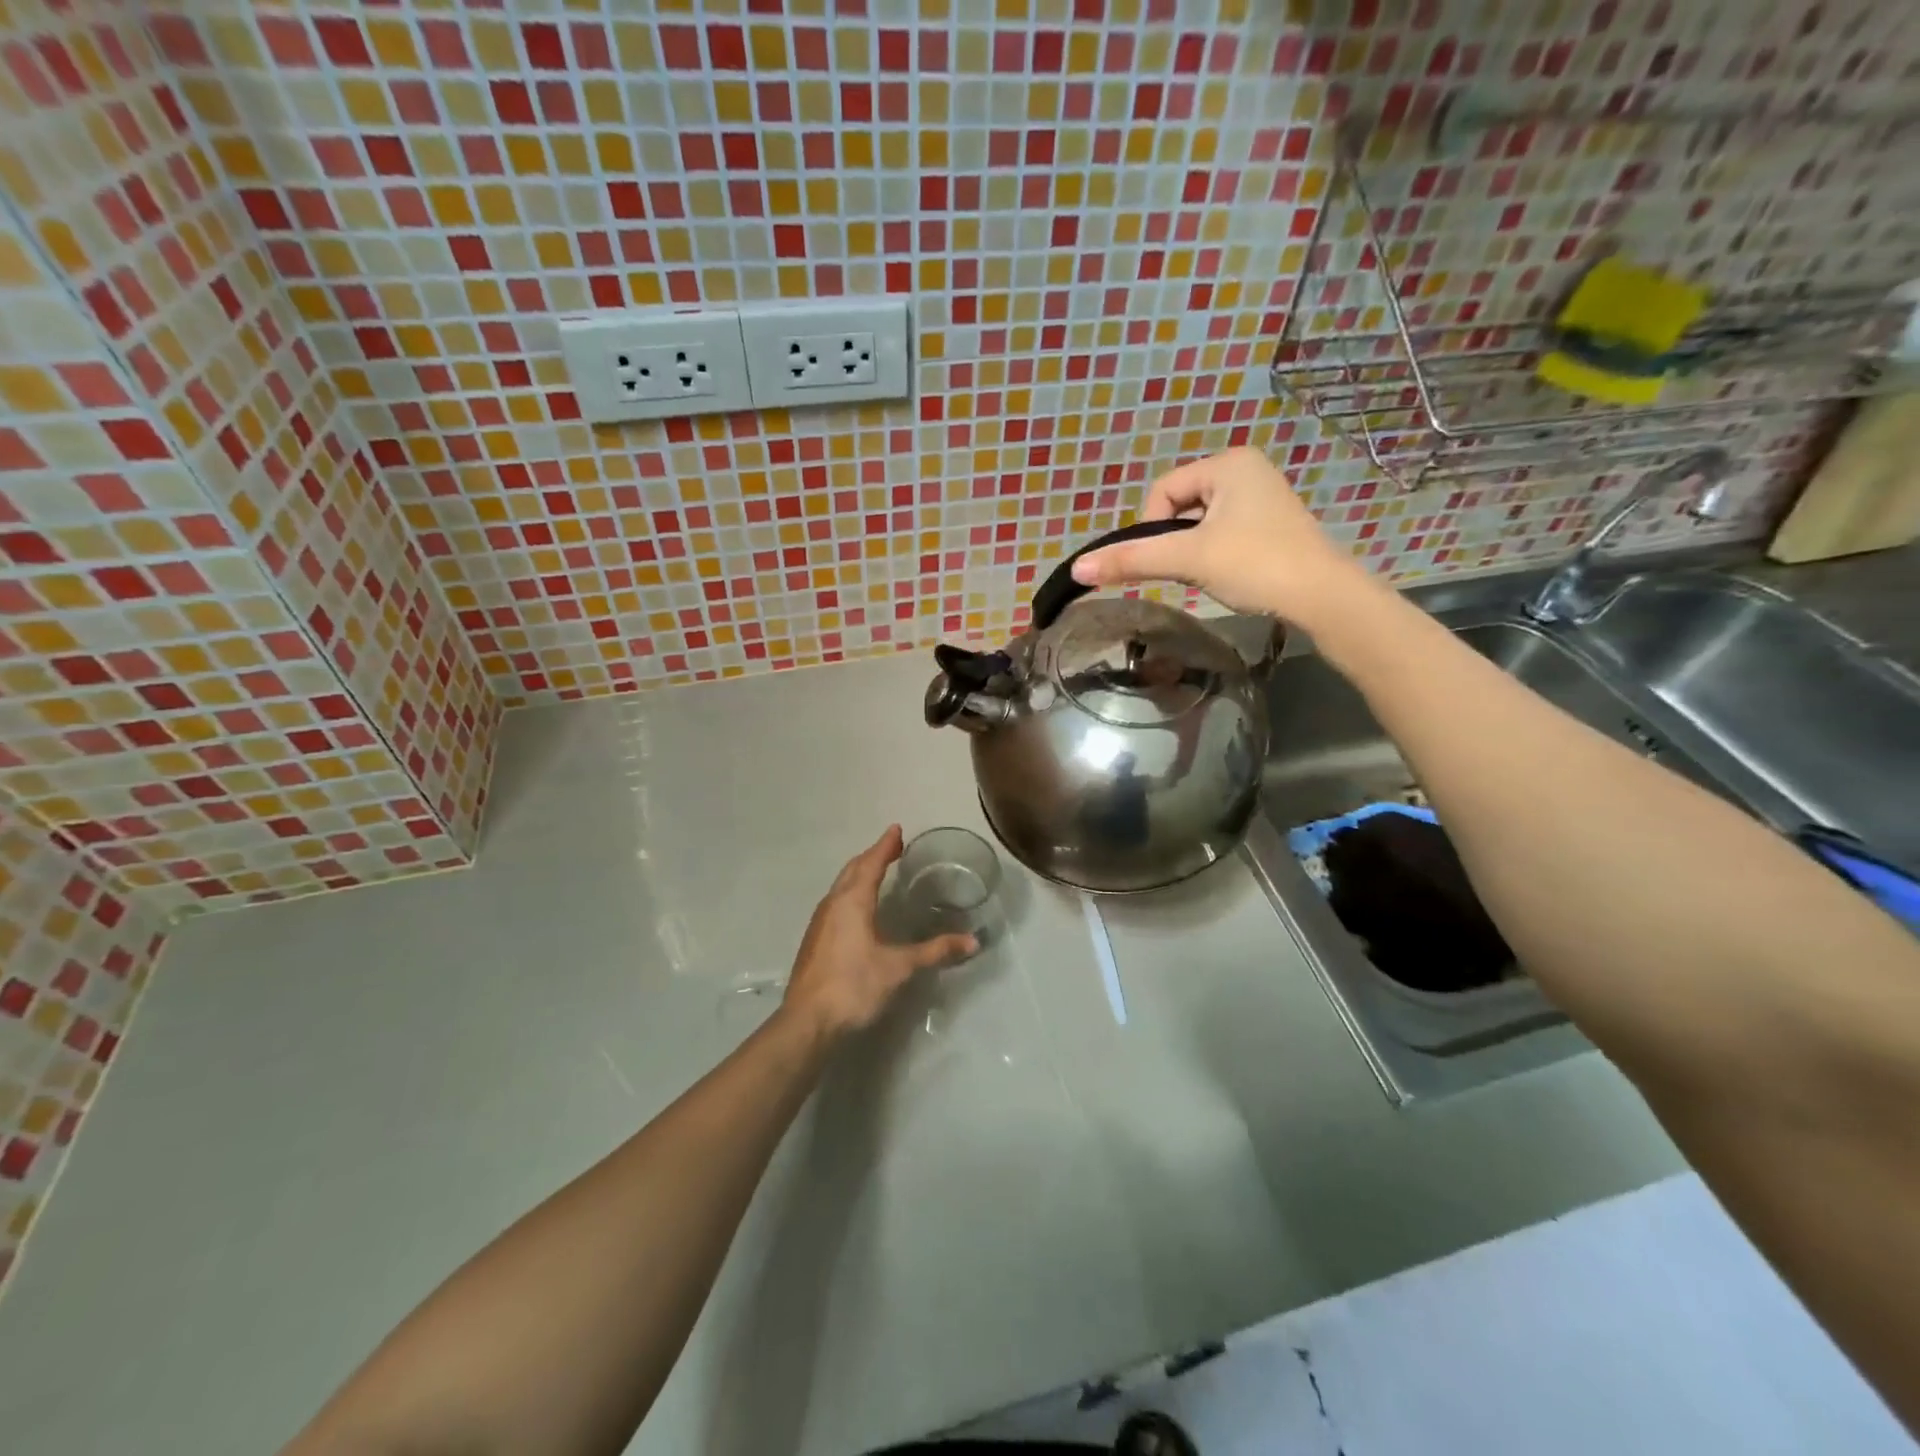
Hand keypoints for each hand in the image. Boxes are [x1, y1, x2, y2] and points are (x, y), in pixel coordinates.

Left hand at [781, 825, 975, 1041]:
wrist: (807, 1022)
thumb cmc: (854, 986)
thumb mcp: (900, 968)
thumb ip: (935, 951)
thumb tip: (972, 942)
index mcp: (852, 901)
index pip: (871, 863)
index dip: (885, 846)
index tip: (896, 829)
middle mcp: (833, 904)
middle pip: (853, 870)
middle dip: (872, 856)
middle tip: (892, 848)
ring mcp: (819, 922)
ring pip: (841, 886)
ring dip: (859, 873)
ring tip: (877, 872)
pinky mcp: (815, 940)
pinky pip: (835, 902)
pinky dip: (851, 893)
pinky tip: (859, 909)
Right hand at [1070, 447, 1379, 627]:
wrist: (1323, 597)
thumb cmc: (1255, 565)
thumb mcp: (1188, 559)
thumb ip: (1131, 560)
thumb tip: (1077, 568)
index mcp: (1228, 463)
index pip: (1162, 490)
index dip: (1151, 528)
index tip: (1167, 560)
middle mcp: (1246, 469)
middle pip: (1180, 505)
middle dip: (1176, 541)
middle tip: (1190, 569)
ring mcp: (1262, 496)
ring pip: (1200, 523)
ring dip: (1193, 550)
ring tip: (1212, 573)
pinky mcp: (1270, 523)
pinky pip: (1222, 532)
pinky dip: (1214, 554)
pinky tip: (1230, 574)